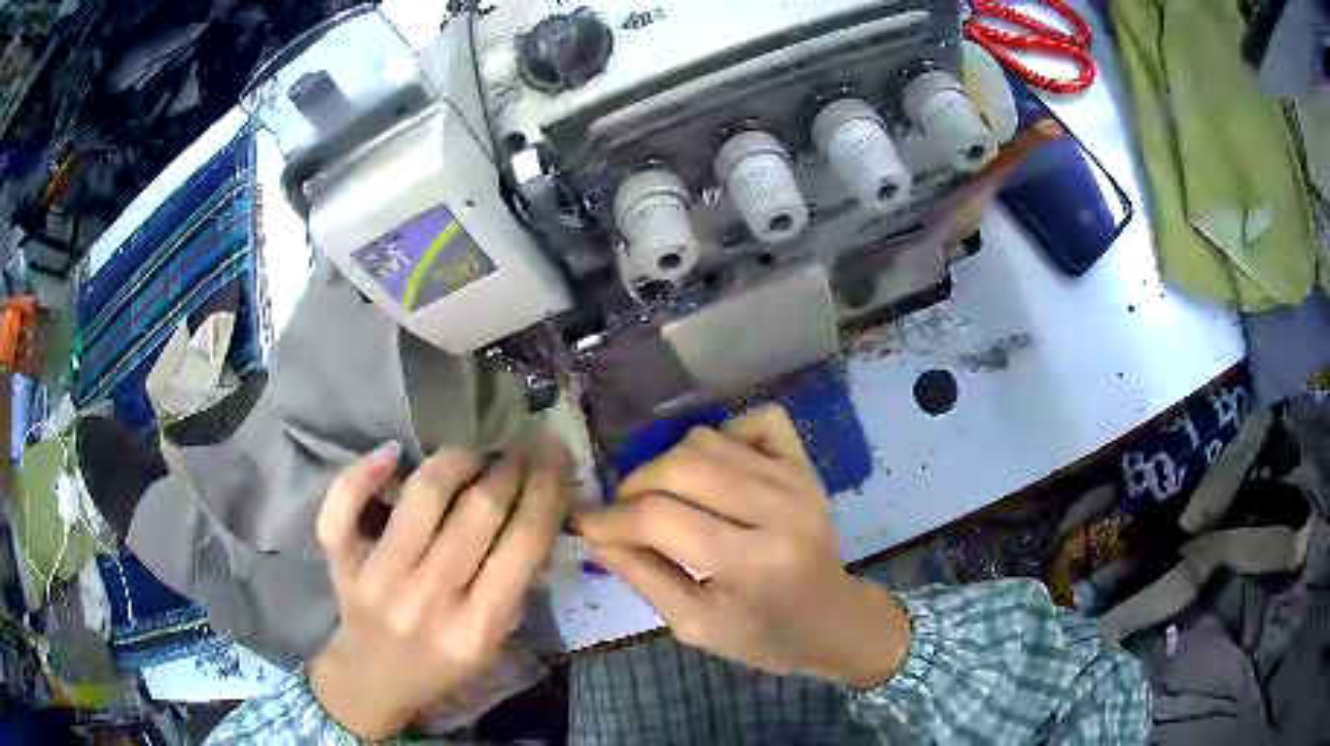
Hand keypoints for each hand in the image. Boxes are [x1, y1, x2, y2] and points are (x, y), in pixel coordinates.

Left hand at [310, 431, 572, 738]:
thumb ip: (515, 583)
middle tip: (521, 445)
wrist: (375, 679)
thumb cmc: (443, 662)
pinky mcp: (342, 563)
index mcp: (478, 628)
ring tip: (474, 454)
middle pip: (479, 510)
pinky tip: (394, 453)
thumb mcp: (495, 640)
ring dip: (458, 459)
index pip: (524, 542)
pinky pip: (346, 504)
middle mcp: (428, 600)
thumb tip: (536, 505)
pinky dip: (366, 470)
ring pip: (423, 494)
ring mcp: (379, 578)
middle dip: (509, 466)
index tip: (556, 452)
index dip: (546, 487)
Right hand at [574, 405, 908, 686]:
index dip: (610, 518)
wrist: (833, 621)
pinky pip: (756, 420)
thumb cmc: (763, 636)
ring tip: (665, 497)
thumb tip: (597, 536)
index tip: (584, 522)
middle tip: (624, 513)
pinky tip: (715, 470)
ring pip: (707, 440)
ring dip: (670, 464)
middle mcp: (777, 510)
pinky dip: (724, 436)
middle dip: (634, 486)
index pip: (660, 519)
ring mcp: (795, 480)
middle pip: (680, 467)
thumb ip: (644, 578)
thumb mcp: (696, 626)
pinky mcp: (805, 465)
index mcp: (750, 563)